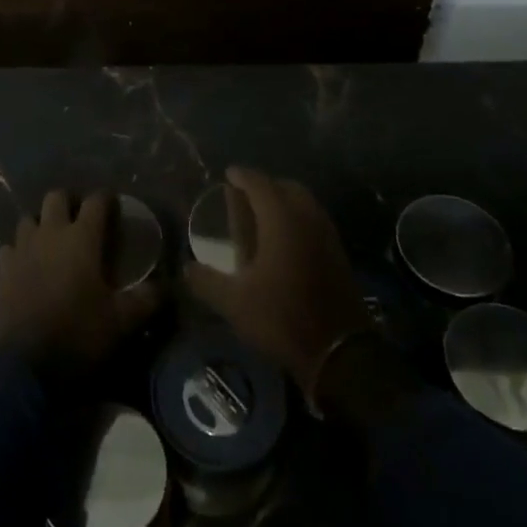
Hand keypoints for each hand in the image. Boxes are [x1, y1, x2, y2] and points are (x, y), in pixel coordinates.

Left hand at [0, 190, 162, 369]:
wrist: (24, 365)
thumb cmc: (78, 334)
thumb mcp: (122, 321)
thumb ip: (147, 299)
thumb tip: (166, 286)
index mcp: (82, 238)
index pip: (96, 201)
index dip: (106, 199)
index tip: (114, 206)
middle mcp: (51, 233)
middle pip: (56, 197)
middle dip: (70, 202)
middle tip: (81, 220)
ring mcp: (23, 249)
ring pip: (29, 218)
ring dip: (41, 223)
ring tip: (53, 240)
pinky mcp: (3, 269)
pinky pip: (11, 246)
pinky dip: (20, 249)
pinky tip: (28, 263)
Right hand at [183, 167, 371, 399]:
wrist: (340, 351)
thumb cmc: (281, 317)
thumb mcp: (234, 302)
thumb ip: (206, 281)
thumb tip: (186, 268)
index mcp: (281, 219)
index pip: (260, 184)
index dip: (242, 176)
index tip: (229, 174)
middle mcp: (307, 218)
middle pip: (286, 188)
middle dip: (265, 186)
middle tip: (245, 195)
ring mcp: (327, 235)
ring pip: (304, 203)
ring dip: (284, 201)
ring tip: (264, 215)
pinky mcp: (338, 254)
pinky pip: (314, 221)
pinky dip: (298, 218)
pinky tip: (285, 240)